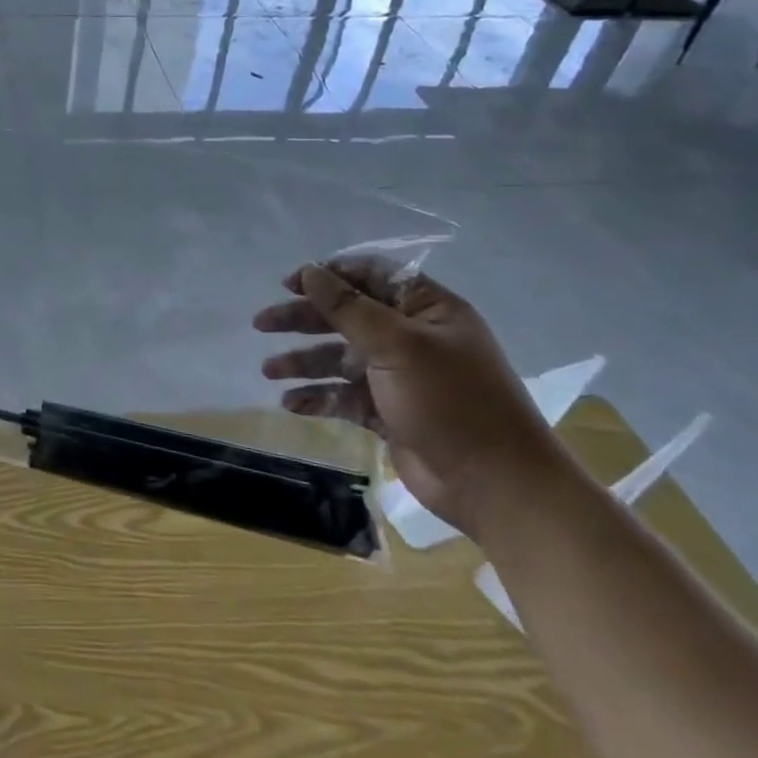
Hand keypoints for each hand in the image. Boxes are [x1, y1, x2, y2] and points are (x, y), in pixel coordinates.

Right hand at [253, 257, 570, 538]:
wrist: (495, 485)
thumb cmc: (450, 401)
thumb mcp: (397, 345)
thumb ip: (348, 307)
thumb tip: (310, 272)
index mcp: (427, 311)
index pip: (372, 276)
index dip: (330, 275)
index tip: (289, 283)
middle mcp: (412, 338)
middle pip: (347, 317)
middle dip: (304, 319)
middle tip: (262, 323)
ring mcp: (399, 377)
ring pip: (340, 358)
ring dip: (304, 361)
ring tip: (269, 370)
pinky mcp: (389, 413)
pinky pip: (344, 396)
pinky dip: (318, 397)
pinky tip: (291, 403)